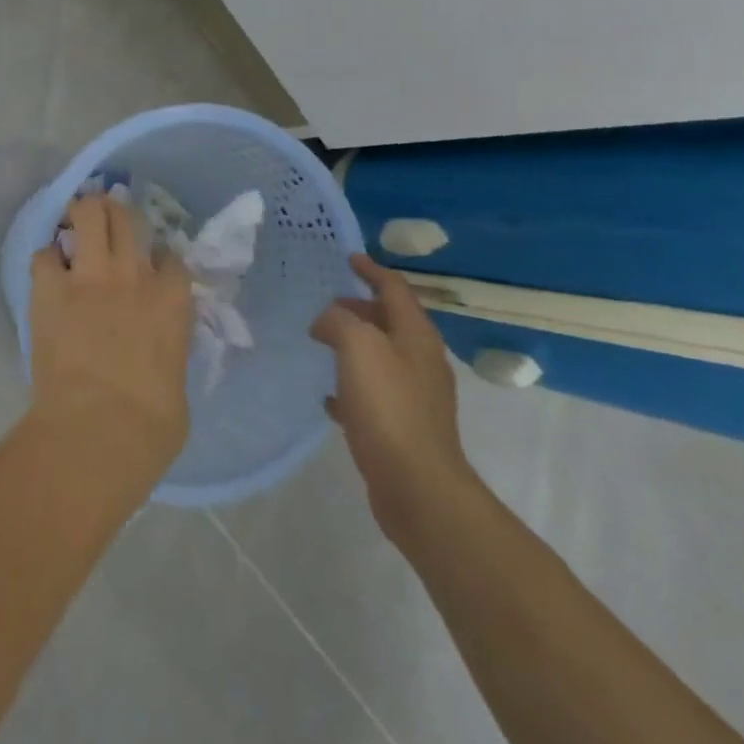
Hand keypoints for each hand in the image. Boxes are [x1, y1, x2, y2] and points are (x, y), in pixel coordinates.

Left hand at [29, 194, 193, 478]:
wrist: (99, 427)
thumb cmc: (151, 424)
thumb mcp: (177, 381)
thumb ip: (168, 350)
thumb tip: (158, 353)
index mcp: (172, 300)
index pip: (171, 256)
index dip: (159, 255)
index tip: (152, 262)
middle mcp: (133, 275)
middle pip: (128, 219)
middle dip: (117, 212)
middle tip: (107, 217)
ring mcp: (90, 277)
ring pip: (89, 216)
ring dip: (82, 212)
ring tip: (76, 214)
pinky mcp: (51, 288)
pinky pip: (45, 254)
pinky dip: (47, 258)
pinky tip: (48, 270)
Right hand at [310, 255, 478, 542]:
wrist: (416, 485)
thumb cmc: (388, 407)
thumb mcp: (358, 348)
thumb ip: (340, 321)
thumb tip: (328, 319)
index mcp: (416, 335)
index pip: (394, 289)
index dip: (371, 270)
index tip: (348, 258)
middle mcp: (421, 360)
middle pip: (390, 321)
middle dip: (360, 308)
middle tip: (328, 304)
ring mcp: (415, 396)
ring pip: (381, 356)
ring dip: (355, 345)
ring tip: (323, 344)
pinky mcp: (403, 426)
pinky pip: (373, 394)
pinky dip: (352, 385)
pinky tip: (329, 398)